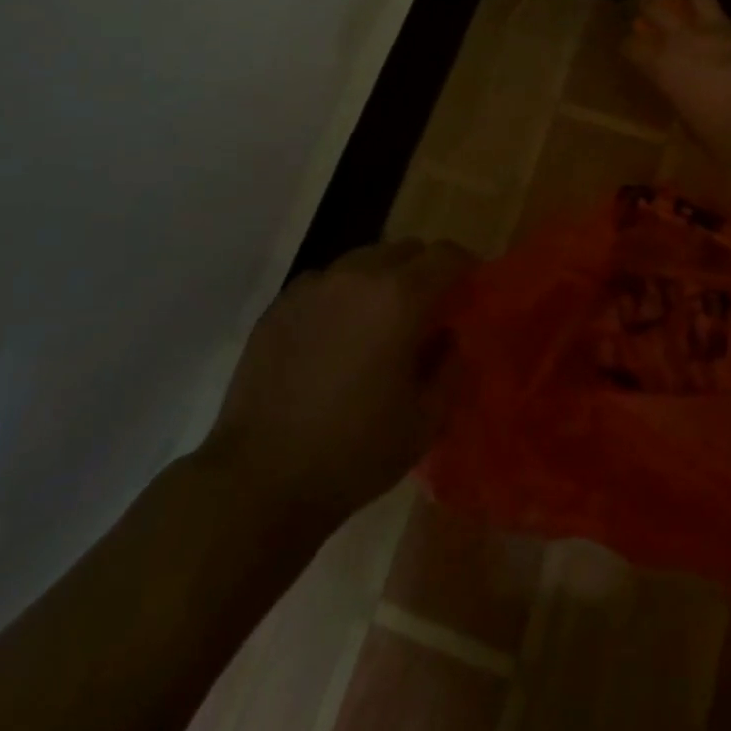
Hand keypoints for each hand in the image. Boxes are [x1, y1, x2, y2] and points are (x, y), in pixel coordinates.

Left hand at [202, 239, 476, 520]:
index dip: (466, 267)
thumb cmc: (354, 452)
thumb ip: (451, 367)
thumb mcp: (426, 420)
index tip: (471, 288)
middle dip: (424, 271)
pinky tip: (336, 336)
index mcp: (400, 297)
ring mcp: (314, 286)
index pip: (447, 256)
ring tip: (379, 321)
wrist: (259, 480)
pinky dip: (342, 296)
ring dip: (382, 279)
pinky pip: (325, 282)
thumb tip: (450, 338)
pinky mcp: (280, 305)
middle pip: (405, 250)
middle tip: (428, 309)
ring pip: (363, 261)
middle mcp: (358, 276)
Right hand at [621, 0, 730, 167]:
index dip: (629, 47)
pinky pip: (729, 20)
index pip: (631, 45)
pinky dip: (722, 25)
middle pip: (651, 4)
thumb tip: (683, 92)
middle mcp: (685, 39)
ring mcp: (719, 30)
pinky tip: (727, 37)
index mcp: (664, 65)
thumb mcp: (692, 125)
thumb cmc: (728, 139)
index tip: (632, 52)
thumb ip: (681, 99)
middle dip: (643, 3)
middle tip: (644, 8)